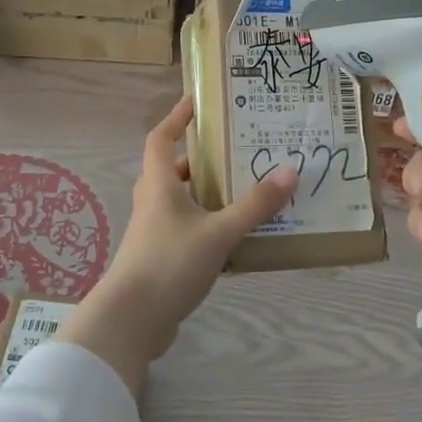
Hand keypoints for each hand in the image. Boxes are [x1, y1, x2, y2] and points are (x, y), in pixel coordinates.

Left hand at [59, 97, 297, 391]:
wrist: (131, 320)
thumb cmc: (170, 262)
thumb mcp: (219, 232)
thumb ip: (254, 205)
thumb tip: (290, 172)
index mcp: (158, 184)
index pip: (161, 136)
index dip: (177, 117)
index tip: (197, 101)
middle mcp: (152, 202)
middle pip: (174, 170)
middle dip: (202, 160)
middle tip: (236, 152)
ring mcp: (153, 232)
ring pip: (181, 202)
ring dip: (207, 195)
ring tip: (244, 192)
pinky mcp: (159, 258)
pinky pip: (186, 230)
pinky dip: (208, 226)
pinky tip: (235, 239)